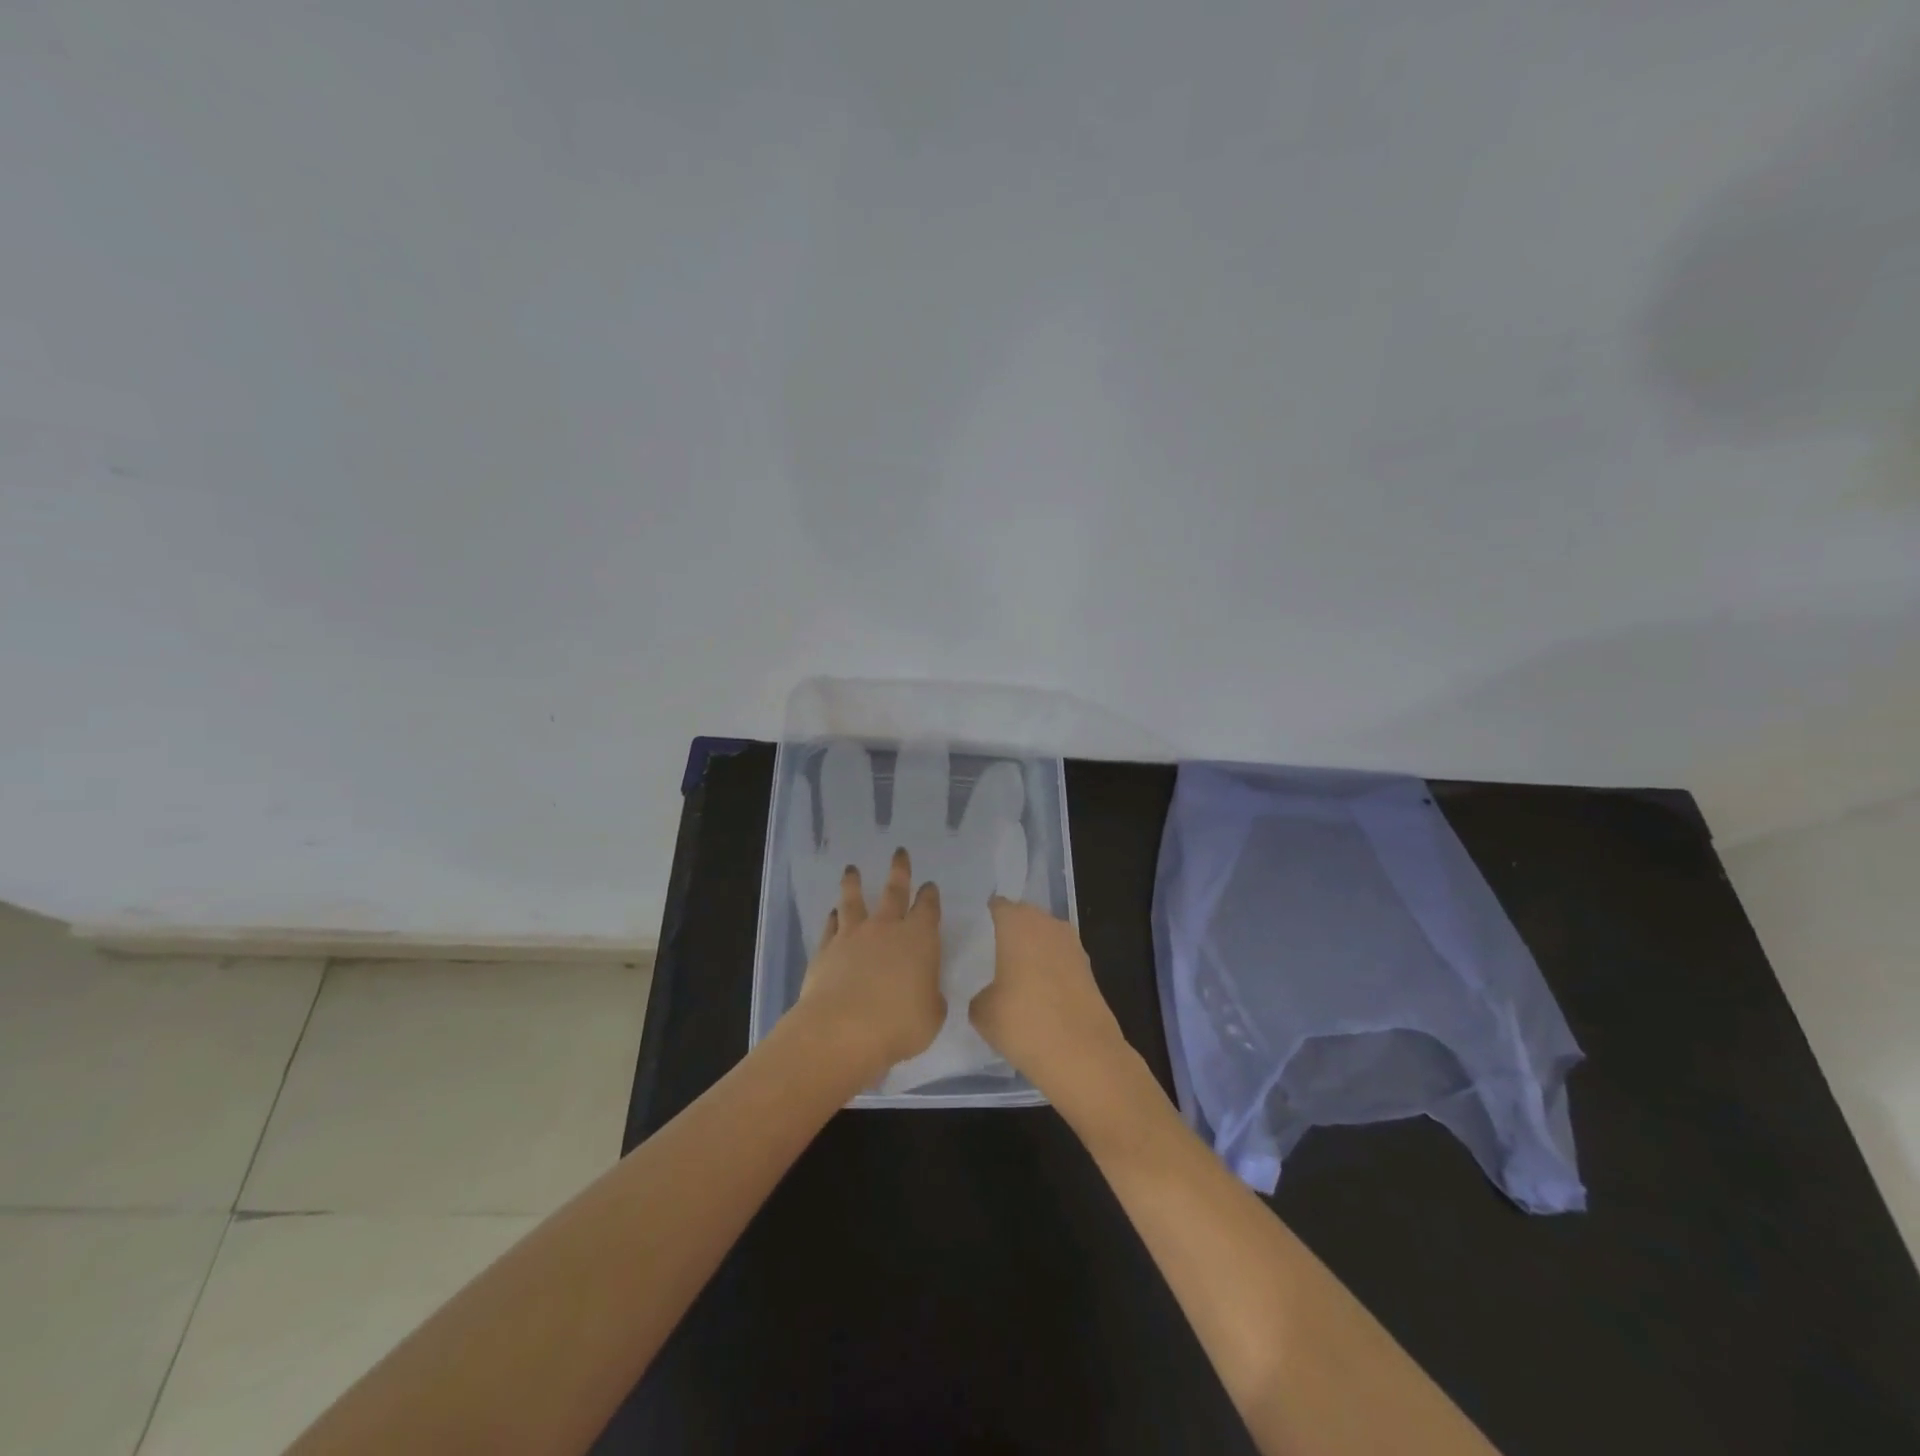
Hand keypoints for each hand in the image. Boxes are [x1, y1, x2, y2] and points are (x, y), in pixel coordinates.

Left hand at [793, 847, 945, 1081]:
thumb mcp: (931, 1016)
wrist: (842, 1030)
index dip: (930, 896)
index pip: (928, 908)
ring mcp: (853, 936)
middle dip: (900, 870)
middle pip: (894, 891)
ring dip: (854, 883)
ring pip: (854, 901)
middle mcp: (887, 928)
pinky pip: (831, 926)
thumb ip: (930, 998)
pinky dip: (833, 917)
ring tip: (851, 869)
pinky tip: (832, 913)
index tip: (930, 886)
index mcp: (920, 939)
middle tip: (899, 852)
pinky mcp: (826, 950)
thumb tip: (926, 992)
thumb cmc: (899, 1024)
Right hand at [969, 897, 1131, 1108]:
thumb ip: (979, 992)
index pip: (996, 906)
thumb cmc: (1023, 1022)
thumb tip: (989, 992)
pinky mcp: (1089, 970)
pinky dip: (1049, 970)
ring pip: (1044, 938)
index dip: (984, 918)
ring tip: (1012, 977)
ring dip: (1032, 951)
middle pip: (1024, 918)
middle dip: (1009, 932)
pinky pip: (1060, 959)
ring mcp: (1073, 945)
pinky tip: (1037, 994)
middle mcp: (1047, 924)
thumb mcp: (981, 1011)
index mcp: (1017, 922)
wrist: (1083, 1055)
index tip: (971, 935)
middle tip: (989, 955)